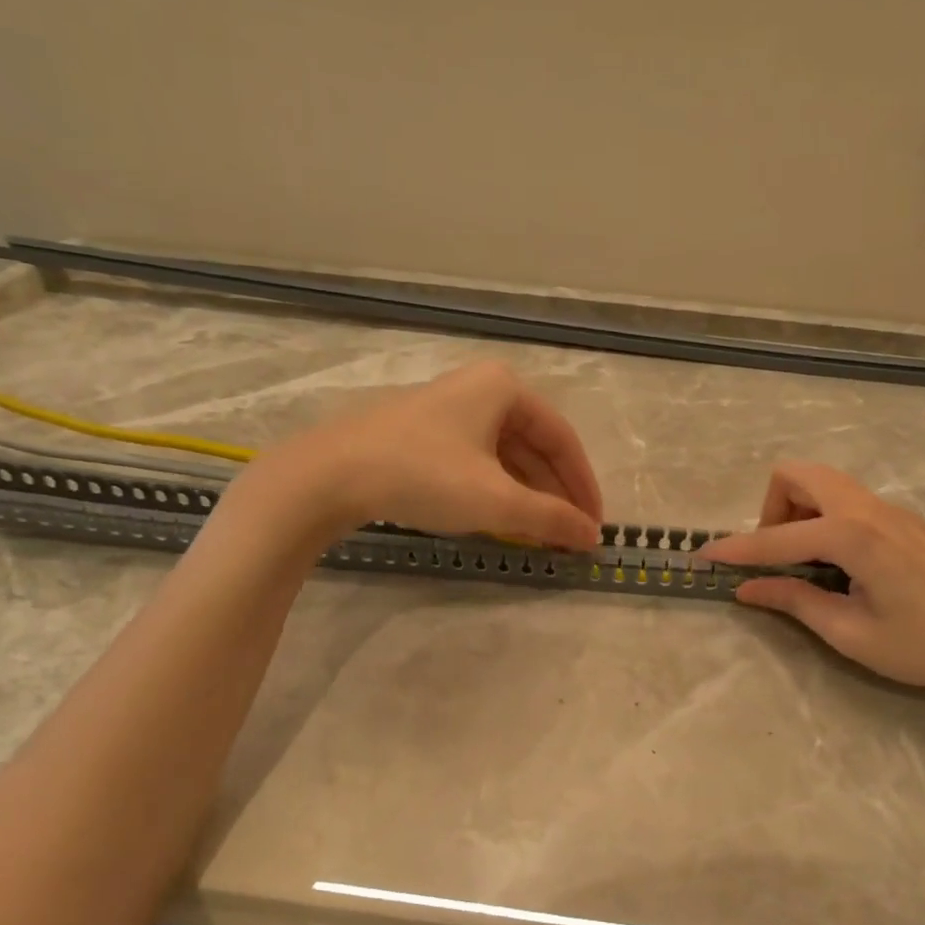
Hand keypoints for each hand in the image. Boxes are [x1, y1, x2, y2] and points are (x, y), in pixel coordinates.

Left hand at [248, 359, 603, 548]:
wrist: (329, 475)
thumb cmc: (424, 475)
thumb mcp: (496, 500)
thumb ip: (551, 518)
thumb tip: (594, 536)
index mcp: (504, 388)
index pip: (562, 439)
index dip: (583, 485)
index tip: (595, 525)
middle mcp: (479, 389)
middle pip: (534, 446)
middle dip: (554, 493)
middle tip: (569, 534)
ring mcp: (447, 410)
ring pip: (504, 456)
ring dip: (526, 495)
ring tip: (540, 534)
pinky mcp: (421, 433)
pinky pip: (476, 461)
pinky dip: (495, 490)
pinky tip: (500, 519)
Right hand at [700, 463, 924, 697]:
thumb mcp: (852, 634)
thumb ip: (795, 602)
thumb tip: (747, 589)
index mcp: (853, 536)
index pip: (777, 537)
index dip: (737, 549)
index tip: (704, 556)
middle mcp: (868, 509)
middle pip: (798, 475)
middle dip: (771, 509)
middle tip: (777, 556)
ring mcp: (891, 509)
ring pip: (825, 482)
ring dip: (799, 510)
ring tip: (805, 563)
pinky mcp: (905, 519)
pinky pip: (848, 499)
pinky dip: (825, 518)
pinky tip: (841, 565)